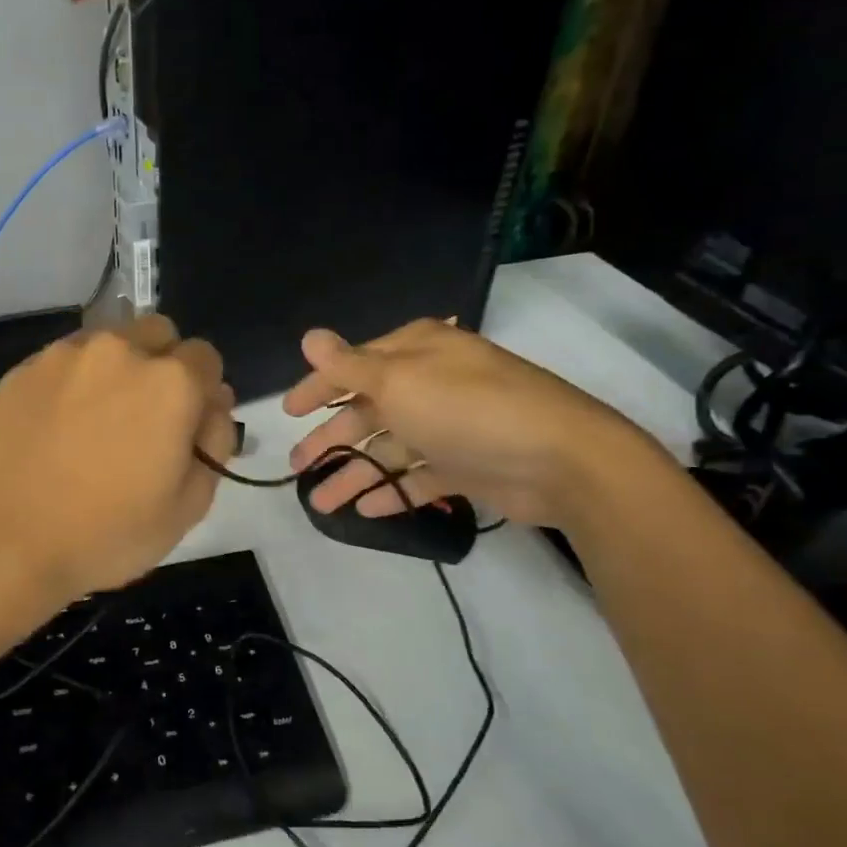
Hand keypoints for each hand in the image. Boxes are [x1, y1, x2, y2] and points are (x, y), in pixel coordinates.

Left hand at [0, 315, 236, 599]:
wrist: (6, 541)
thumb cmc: (108, 533)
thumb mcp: (189, 505)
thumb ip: (215, 441)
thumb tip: (213, 405)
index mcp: (172, 382)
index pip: (207, 359)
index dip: (202, 392)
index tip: (186, 425)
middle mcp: (122, 351)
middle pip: (159, 333)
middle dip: (163, 363)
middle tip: (145, 416)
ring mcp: (66, 354)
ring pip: (109, 340)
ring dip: (117, 367)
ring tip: (97, 419)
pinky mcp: (24, 368)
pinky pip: (65, 360)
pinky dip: (73, 380)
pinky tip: (58, 424)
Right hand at [284, 319, 657, 528]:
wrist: (559, 459)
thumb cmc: (467, 409)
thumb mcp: (399, 382)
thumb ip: (349, 366)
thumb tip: (309, 336)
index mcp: (416, 353)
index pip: (353, 367)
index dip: (318, 388)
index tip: (287, 412)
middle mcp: (429, 384)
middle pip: (367, 412)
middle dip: (331, 439)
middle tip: (297, 466)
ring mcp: (448, 427)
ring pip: (388, 449)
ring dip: (353, 474)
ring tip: (320, 502)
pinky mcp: (464, 465)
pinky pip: (417, 478)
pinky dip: (391, 492)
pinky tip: (364, 510)